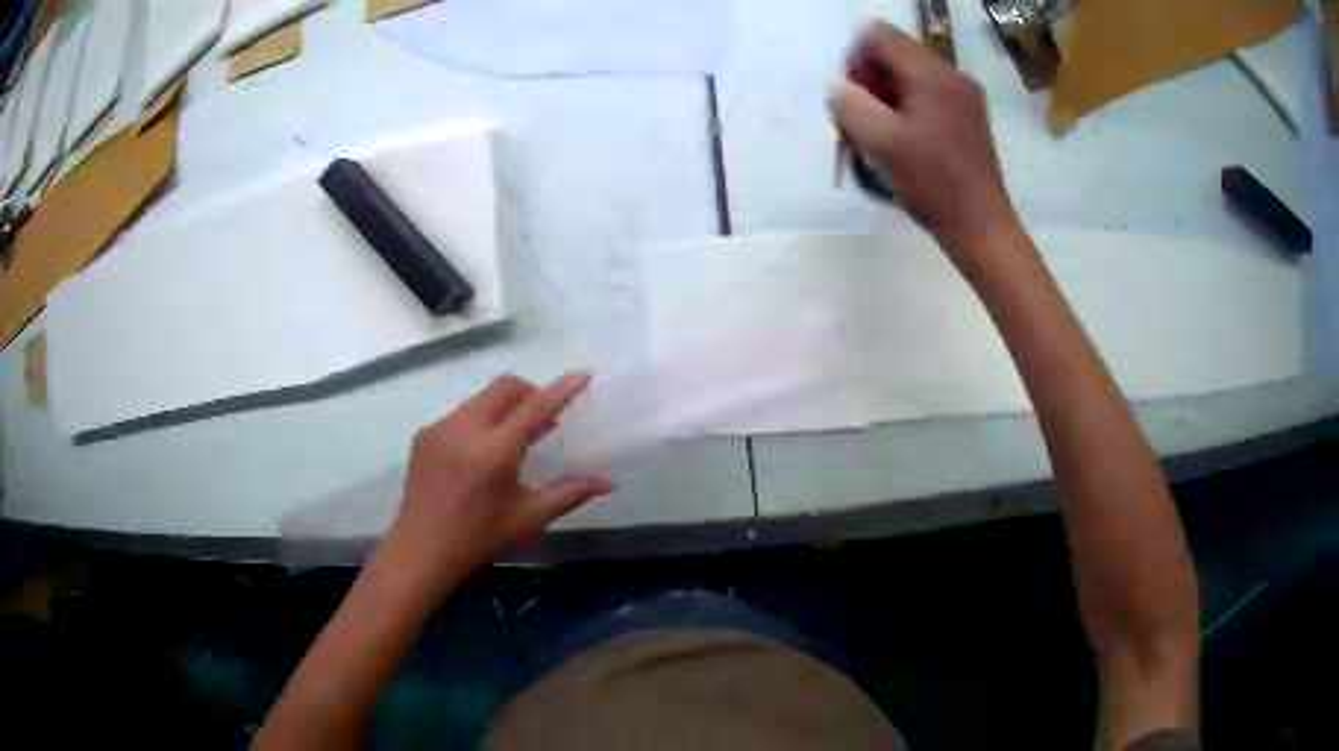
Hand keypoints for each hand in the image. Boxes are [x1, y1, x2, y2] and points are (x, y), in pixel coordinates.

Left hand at [389, 372, 615, 585]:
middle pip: (506, 387)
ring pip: (482, 397)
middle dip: (531, 393)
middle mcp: (465, 430)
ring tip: (512, 438)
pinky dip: (481, 419)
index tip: (583, 375)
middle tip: (544, 421)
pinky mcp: (425, 434)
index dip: (561, 389)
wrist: (422, 550)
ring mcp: (440, 428)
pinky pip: (461, 412)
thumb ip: (570, 493)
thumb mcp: (529, 520)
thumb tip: (609, 480)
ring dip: (505, 406)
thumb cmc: (480, 539)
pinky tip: (480, 453)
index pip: (535, 408)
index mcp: (494, 453)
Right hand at [830, 22, 1019, 261]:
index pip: (878, 34)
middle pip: (894, 53)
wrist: (981, 227)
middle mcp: (952, 75)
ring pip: (909, 76)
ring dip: (885, 97)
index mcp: (932, 74)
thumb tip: (840, 88)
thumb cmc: (931, 184)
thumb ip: (849, 104)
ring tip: (879, 135)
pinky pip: (927, 96)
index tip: (853, 97)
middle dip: (869, 80)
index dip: (855, 60)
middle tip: (862, 120)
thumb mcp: (879, 142)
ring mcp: (965, 97)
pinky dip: (906, 110)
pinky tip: (903, 142)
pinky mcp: (969, 117)